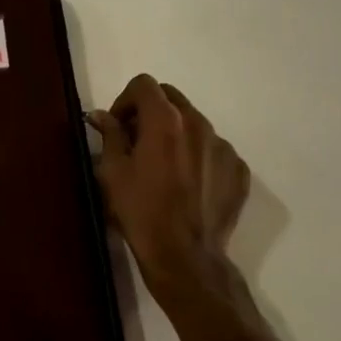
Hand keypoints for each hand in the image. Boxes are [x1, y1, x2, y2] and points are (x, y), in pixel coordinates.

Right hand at [88, 75, 250, 311]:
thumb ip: (110, 135)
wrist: (185, 256)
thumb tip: (102, 116)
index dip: (126, 100)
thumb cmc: (140, 212)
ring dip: (174, 133)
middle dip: (150, 111)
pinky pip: (213, 149)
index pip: (145, 84)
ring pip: (194, 123)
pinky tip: (186, 183)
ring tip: (162, 166)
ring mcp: (223, 147)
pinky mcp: (238, 169)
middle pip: (172, 98)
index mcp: (166, 121)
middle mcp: (199, 124)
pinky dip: (196, 155)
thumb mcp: (112, 172)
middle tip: (136, 141)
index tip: (118, 126)